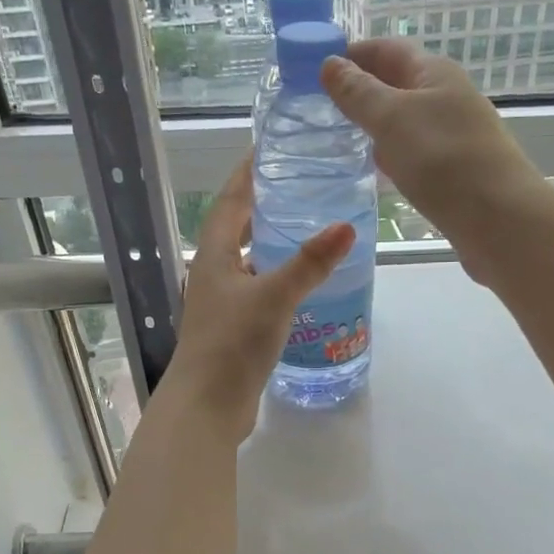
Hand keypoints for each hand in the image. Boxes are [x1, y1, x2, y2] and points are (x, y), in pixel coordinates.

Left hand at [160, 155, 354, 440]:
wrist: (207, 405)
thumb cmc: (233, 344)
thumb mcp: (274, 297)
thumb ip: (310, 263)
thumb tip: (346, 226)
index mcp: (214, 256)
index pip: (231, 201)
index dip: (248, 173)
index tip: (268, 148)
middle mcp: (213, 274)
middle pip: (237, 229)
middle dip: (263, 206)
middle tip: (299, 186)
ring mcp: (221, 304)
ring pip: (248, 262)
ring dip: (271, 244)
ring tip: (307, 230)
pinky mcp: (234, 330)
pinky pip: (257, 291)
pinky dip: (277, 279)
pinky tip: (301, 286)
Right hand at [320, 38, 552, 272]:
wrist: (499, 220)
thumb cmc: (443, 160)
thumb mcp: (392, 119)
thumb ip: (359, 93)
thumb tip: (330, 64)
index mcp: (435, 73)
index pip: (387, 50)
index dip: (352, 54)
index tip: (314, 68)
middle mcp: (447, 99)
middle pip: (397, 85)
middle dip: (361, 92)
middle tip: (319, 109)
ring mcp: (454, 137)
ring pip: (406, 123)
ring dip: (376, 127)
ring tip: (339, 140)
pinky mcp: (455, 173)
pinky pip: (416, 155)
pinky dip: (393, 158)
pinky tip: (377, 173)